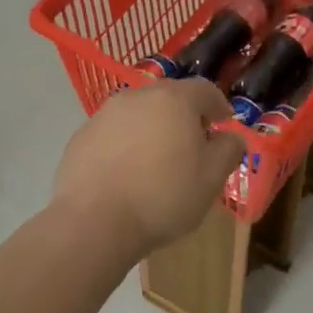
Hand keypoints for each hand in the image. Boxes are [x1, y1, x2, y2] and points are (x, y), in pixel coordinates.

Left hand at [51, 78, 246, 257]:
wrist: (94, 222)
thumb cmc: (163, 196)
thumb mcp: (212, 178)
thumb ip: (228, 150)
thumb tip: (230, 137)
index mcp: (174, 100)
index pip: (204, 90)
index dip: (218, 106)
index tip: (223, 124)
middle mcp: (137, 97)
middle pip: (168, 98)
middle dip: (184, 116)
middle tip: (192, 144)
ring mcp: (104, 115)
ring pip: (138, 115)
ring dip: (152, 130)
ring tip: (157, 161)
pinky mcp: (81, 137)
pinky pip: (113, 134)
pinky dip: (124, 146)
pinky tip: (126, 174)